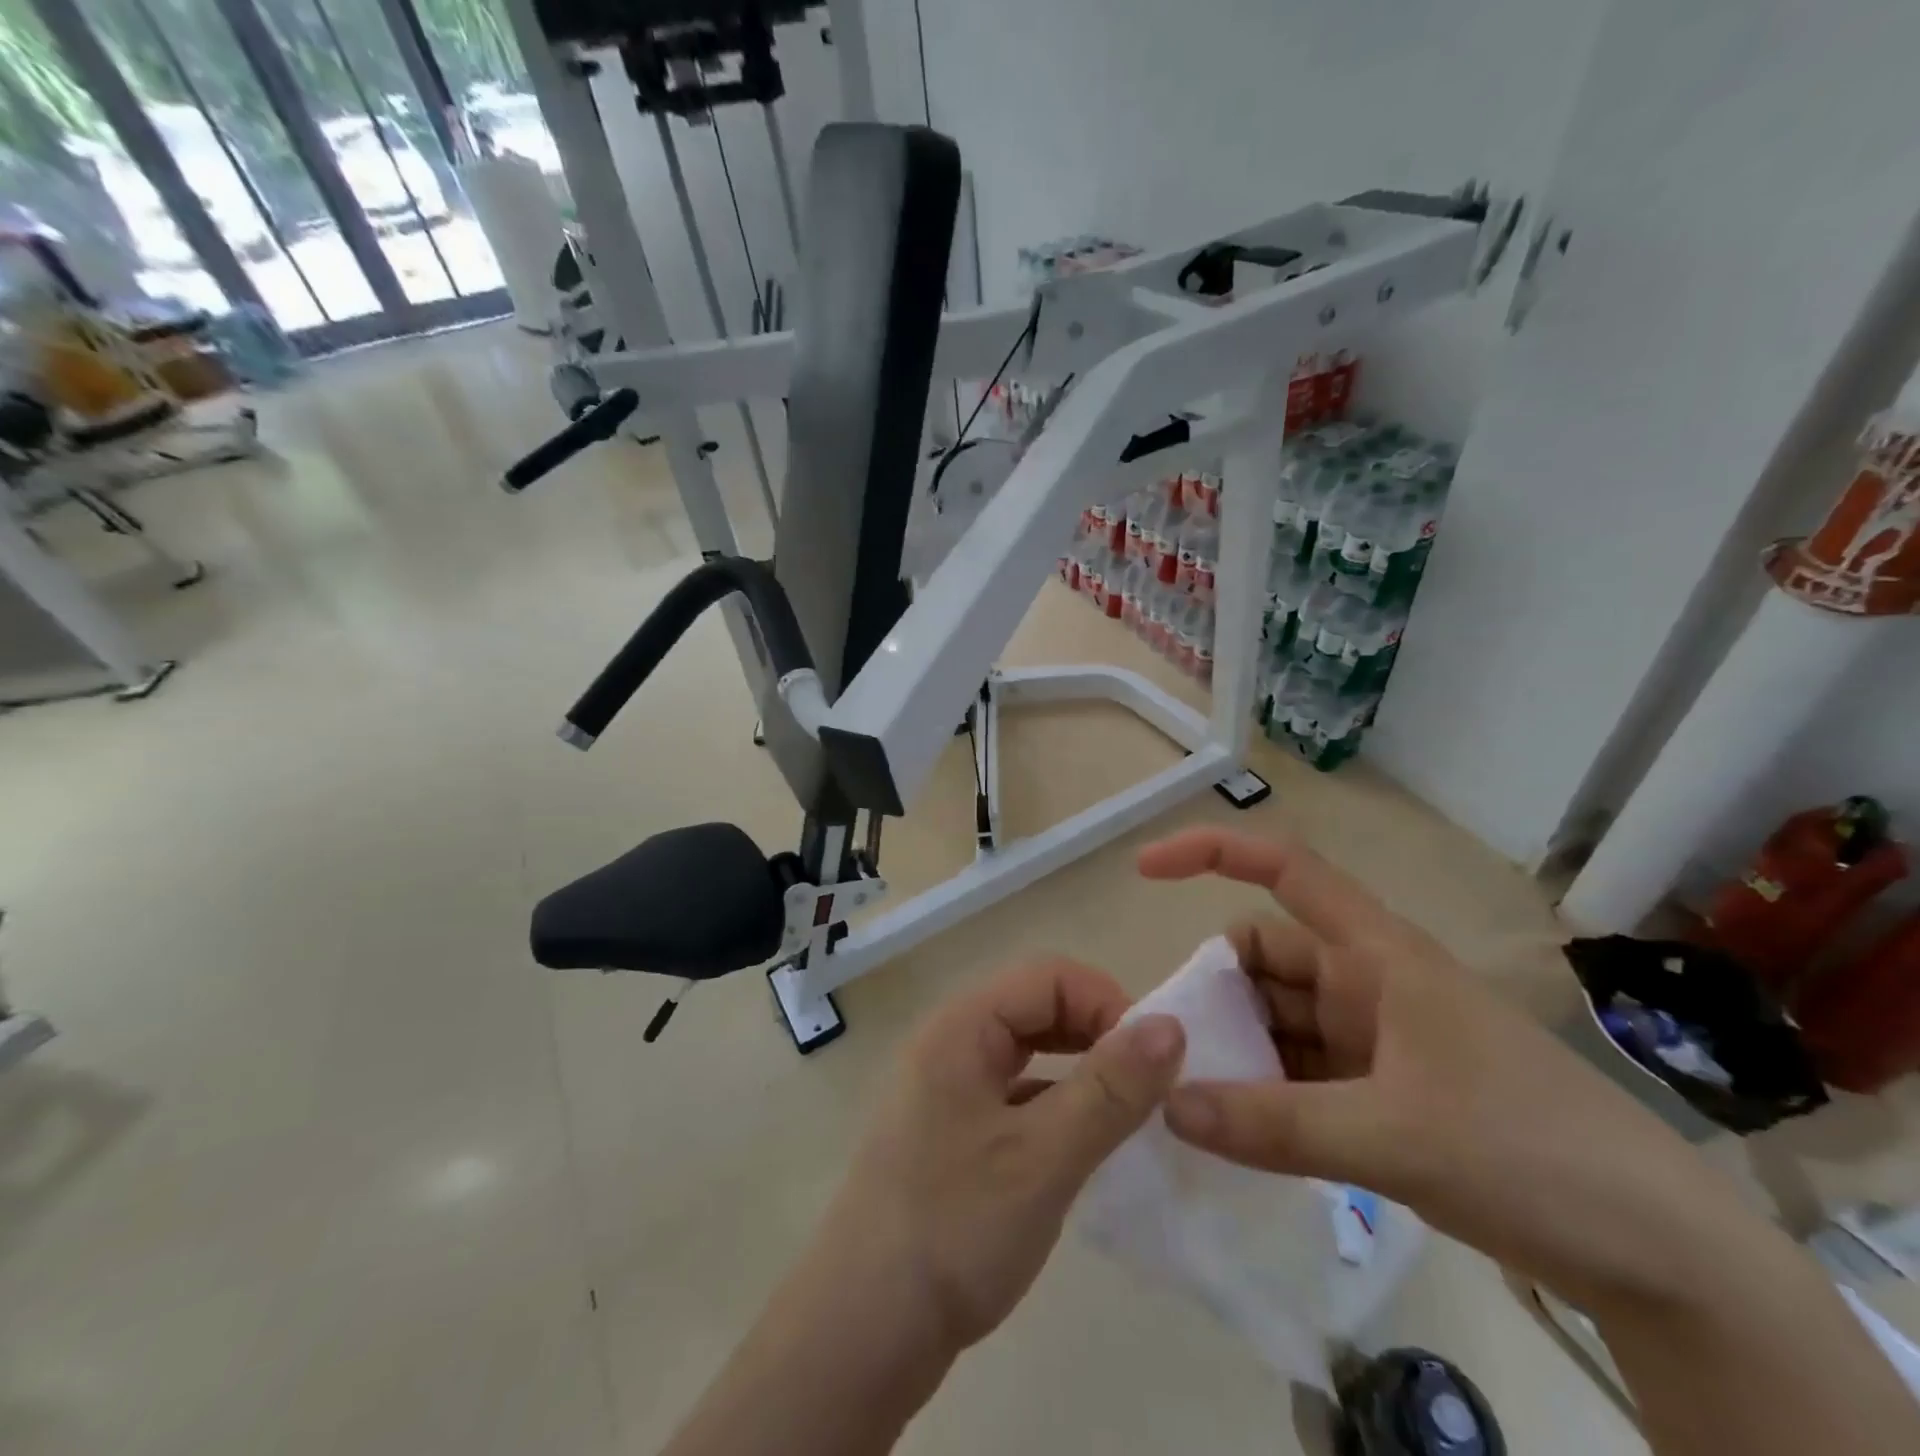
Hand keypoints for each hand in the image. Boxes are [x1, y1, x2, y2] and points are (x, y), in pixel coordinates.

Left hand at [825, 956, 1184, 1351]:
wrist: (861, 1333)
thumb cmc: (953, 1230)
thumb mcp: (1043, 1158)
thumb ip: (1109, 1089)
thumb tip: (1170, 1025)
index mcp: (961, 1026)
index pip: (1047, 976)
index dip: (1106, 1003)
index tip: (1155, 1061)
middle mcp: (951, 1043)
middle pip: (1037, 1007)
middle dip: (1097, 1033)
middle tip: (1146, 1086)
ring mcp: (948, 1089)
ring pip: (1029, 1052)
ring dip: (1080, 1070)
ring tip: (1126, 1113)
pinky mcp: (954, 1133)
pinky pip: (1017, 1095)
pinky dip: (1057, 1106)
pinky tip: (1084, 1146)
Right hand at [1140, 827, 1768, 1311]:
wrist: (1658, 1256)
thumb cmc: (1531, 1152)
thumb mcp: (1394, 1136)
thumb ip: (1273, 1124)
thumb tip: (1168, 1105)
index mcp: (1376, 954)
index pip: (1285, 870)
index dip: (1212, 852)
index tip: (1146, 869)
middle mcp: (1365, 982)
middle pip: (1263, 957)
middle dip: (1212, 991)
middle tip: (1164, 1047)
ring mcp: (1371, 1038)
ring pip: (1275, 1020)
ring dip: (1233, 1048)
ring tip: (1185, 1096)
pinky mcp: (1379, 1091)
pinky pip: (1296, 1073)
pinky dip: (1261, 1093)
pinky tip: (1229, 1129)